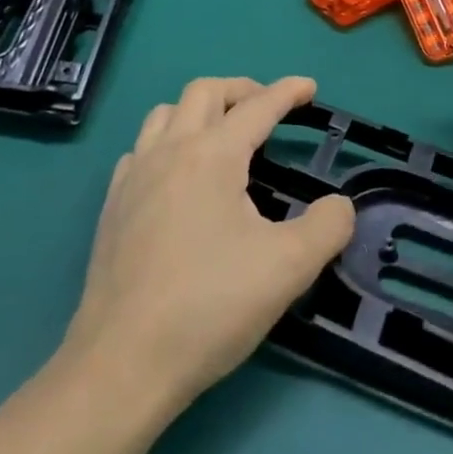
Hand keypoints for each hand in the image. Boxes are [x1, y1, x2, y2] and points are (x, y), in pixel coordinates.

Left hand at [59, 76, 354, 412]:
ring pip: (165, 114)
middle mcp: (169, 152)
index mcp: (212, 156)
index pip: (257, 106)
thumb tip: (339, 206)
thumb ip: (328, 226)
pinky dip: (167, 143)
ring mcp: (133, 178)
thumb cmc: (210, 307)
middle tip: (268, 108)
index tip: (310, 87)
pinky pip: (141, 150)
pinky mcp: (112, 208)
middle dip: (242, 89)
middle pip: (204, 91)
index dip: (288, 91)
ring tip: (224, 136)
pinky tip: (178, 176)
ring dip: (200, 111)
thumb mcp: (289, 267)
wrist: (121, 366)